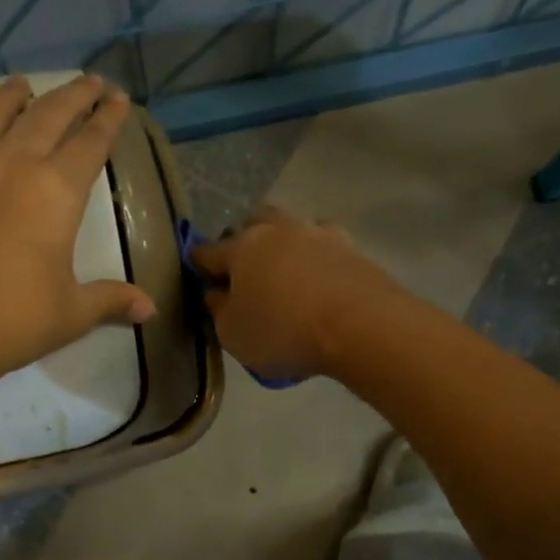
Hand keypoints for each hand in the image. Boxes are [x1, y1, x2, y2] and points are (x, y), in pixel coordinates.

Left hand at [0, 74, 154, 389]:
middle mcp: (10, 166)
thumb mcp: (72, 313)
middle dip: (73, 95)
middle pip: (47, 116)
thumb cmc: (13, 321)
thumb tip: (150, 309)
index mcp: (55, 192)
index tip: (119, 99)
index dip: (108, 119)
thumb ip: (111, 300)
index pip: (90, 142)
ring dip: (11, 97)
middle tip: (89, 81)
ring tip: (23, 84)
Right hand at [190, 206, 400, 380]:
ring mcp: (318, 234)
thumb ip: (219, 310)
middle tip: (245, 272)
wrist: (361, 325)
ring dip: (283, 244)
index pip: (207, 251)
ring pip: (291, 228)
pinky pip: (324, 246)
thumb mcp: (234, 334)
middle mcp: (277, 229)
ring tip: (286, 273)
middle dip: (243, 242)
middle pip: (252, 224)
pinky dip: (316, 258)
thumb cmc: (284, 331)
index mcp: (241, 248)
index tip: (199, 278)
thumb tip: (217, 293)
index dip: (198, 265)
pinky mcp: (351, 247)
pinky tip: (320, 279)